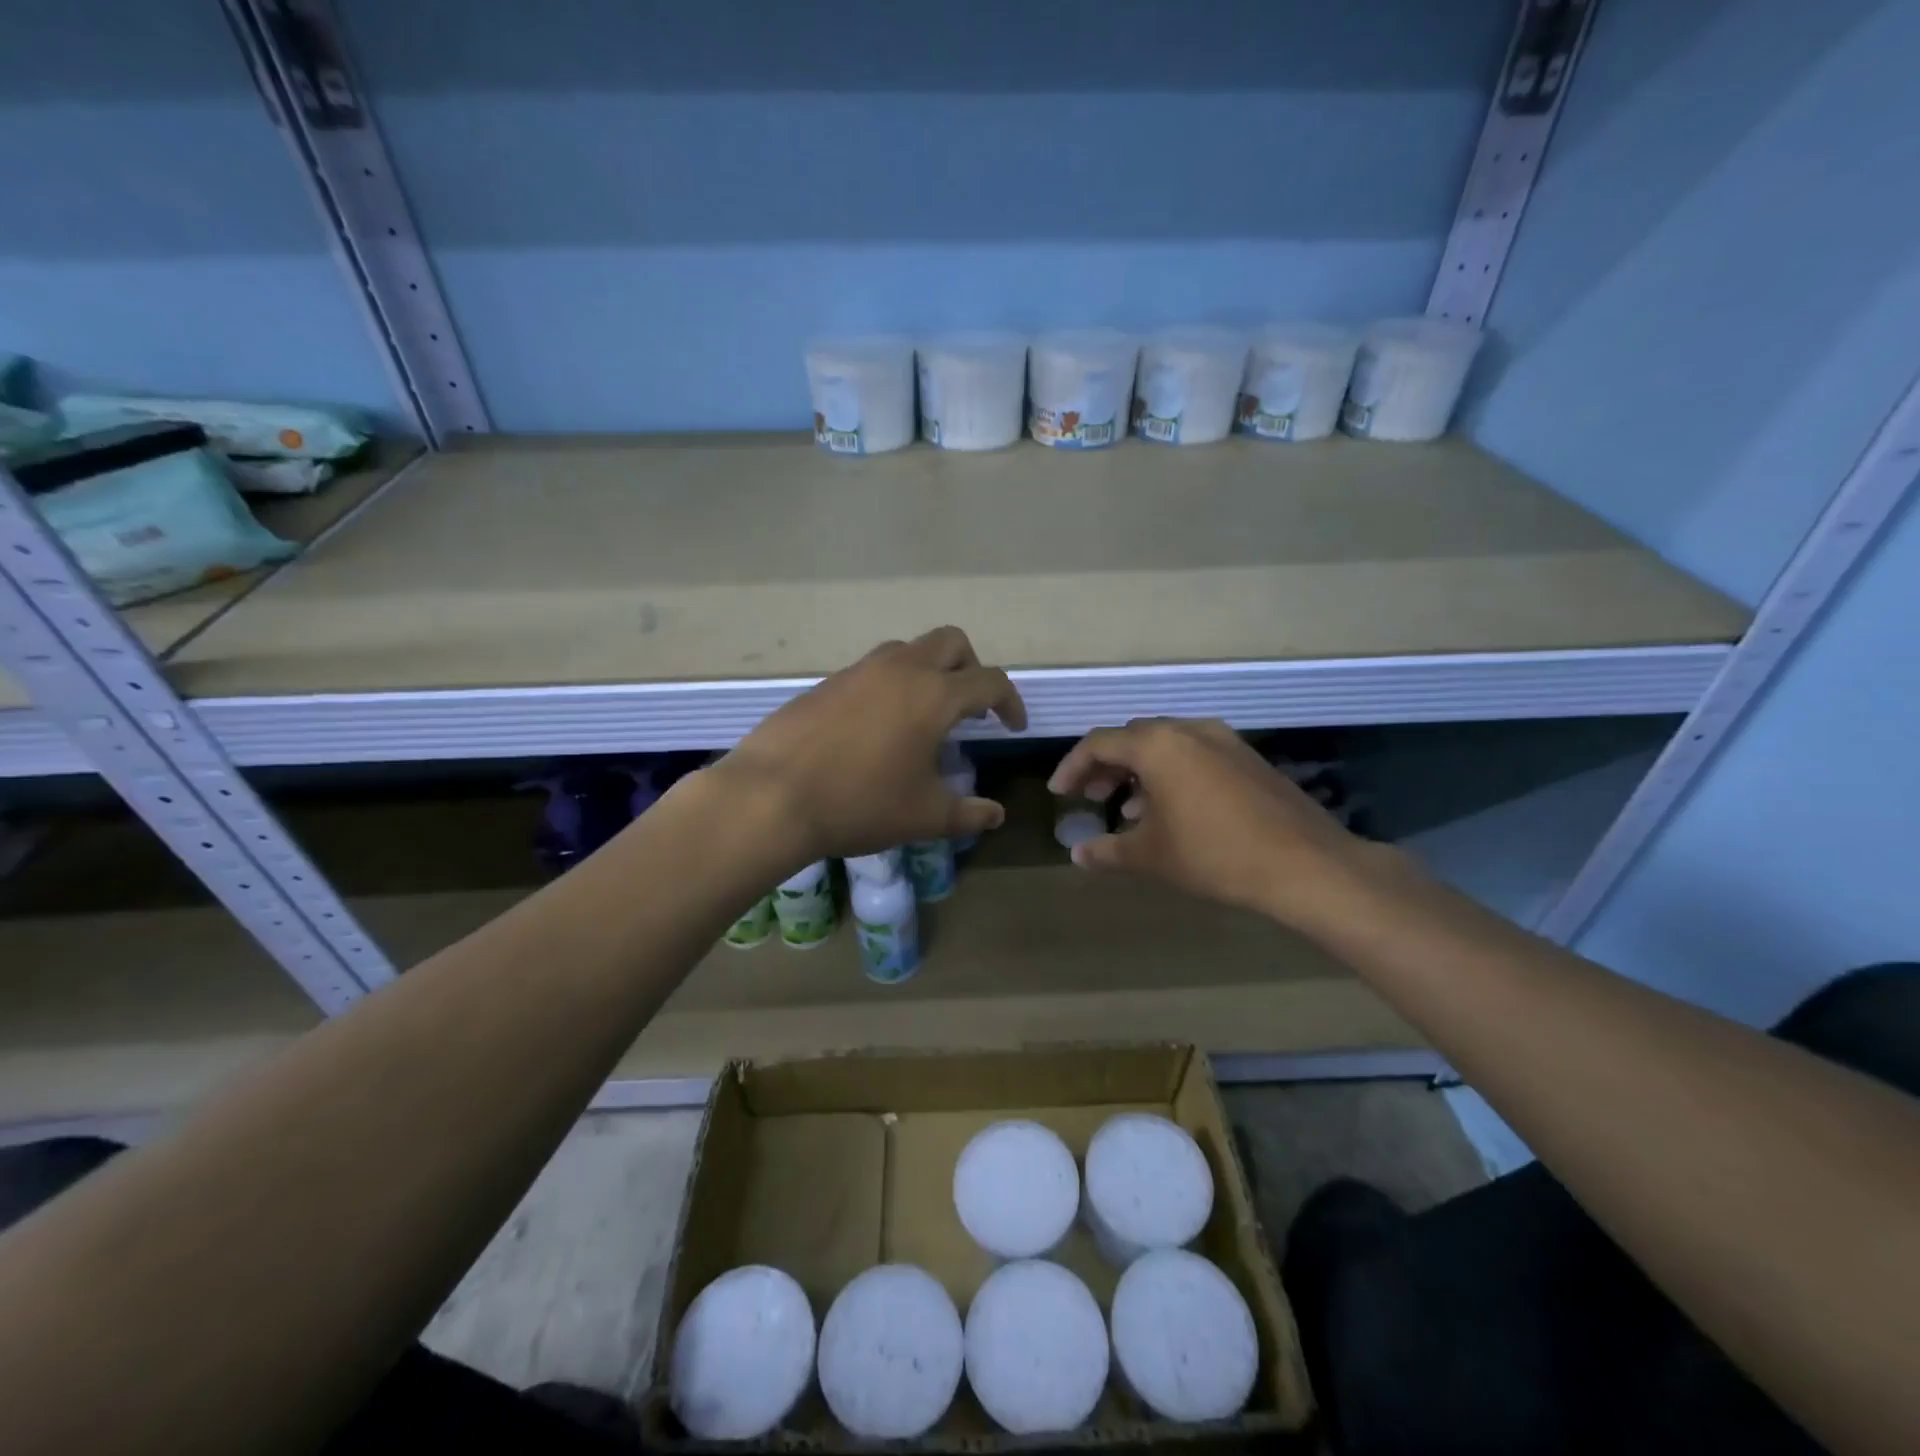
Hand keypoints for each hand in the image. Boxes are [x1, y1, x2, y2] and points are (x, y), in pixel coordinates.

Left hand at [719, 627, 1025, 864]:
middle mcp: (900, 669)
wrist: (771, 796)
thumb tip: (996, 814)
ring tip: (924, 715)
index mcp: (934, 695)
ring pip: (908, 650)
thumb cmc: (860, 804)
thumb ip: (968, 814)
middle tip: (971, 708)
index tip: (1012, 726)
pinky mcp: (827, 683)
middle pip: (951, 642)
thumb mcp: (924, 816)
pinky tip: (877, 727)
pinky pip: (872, 670)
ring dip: (928, 671)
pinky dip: (890, 685)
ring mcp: (858, 671)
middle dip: (972, 668)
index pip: (990, 681)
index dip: (1010, 702)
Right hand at [1048, 718, 1394, 927]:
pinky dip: (1171, 773)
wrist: (1305, 864)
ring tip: (1127, 809)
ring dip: (1139, 771)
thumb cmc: (1214, 855)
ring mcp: (1224, 740)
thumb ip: (1107, 851)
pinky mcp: (1248, 757)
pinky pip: (1194, 754)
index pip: (1099, 743)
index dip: (1072, 767)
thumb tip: (1077, 854)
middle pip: (1132, 738)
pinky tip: (1172, 810)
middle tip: (1090, 796)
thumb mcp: (1151, 856)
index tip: (1059, 793)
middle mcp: (1189, 729)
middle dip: (1105, 766)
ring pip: (1165, 745)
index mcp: (1157, 745)